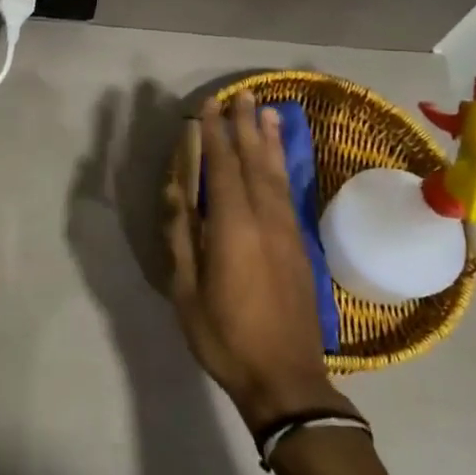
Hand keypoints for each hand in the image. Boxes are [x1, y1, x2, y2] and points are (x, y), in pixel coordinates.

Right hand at [164, 91, 352, 433]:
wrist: (287, 380)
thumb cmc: (226, 337)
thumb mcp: (187, 293)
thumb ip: (182, 238)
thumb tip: (176, 193)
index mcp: (233, 228)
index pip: (222, 168)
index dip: (214, 134)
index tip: (208, 106)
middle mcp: (264, 220)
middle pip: (254, 162)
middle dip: (245, 126)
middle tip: (241, 94)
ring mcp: (287, 232)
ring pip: (277, 174)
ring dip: (269, 141)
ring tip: (267, 111)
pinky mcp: (300, 246)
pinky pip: (289, 193)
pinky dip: (283, 168)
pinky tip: (279, 159)